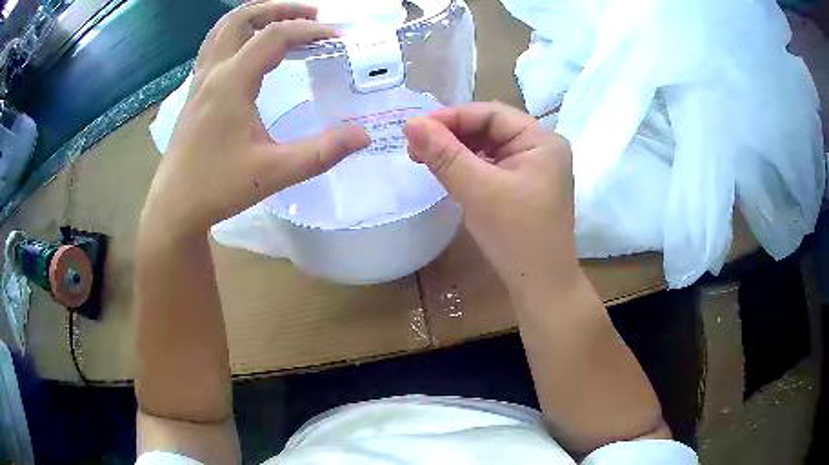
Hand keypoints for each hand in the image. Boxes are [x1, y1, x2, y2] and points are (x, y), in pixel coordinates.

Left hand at [143, 1, 369, 237]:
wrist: (174, 207)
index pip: (274, 35)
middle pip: (243, 18)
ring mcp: (199, 80)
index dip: (309, 30)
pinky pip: (214, 46)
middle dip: (280, 8)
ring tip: (283, 20)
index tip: (336, 38)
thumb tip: (363, 135)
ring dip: (255, 15)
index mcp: (231, 82)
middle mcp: (213, 72)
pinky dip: (237, 33)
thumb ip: (322, 152)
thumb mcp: (275, 172)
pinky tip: (250, 48)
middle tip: (311, 14)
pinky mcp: (194, 92)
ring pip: (223, 29)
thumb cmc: (218, 188)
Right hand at [404, 102, 576, 293]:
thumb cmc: (516, 236)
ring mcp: (534, 169)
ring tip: (424, 157)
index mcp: (541, 140)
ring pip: (489, 147)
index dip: (452, 116)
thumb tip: (410, 123)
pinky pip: (492, 167)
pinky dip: (468, 167)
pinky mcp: (523, 187)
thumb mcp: (478, 190)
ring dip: (456, 150)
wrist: (541, 287)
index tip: (415, 128)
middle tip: (415, 145)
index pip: (491, 113)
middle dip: (452, 134)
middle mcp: (541, 149)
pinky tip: (447, 172)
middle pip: (490, 128)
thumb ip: (445, 154)